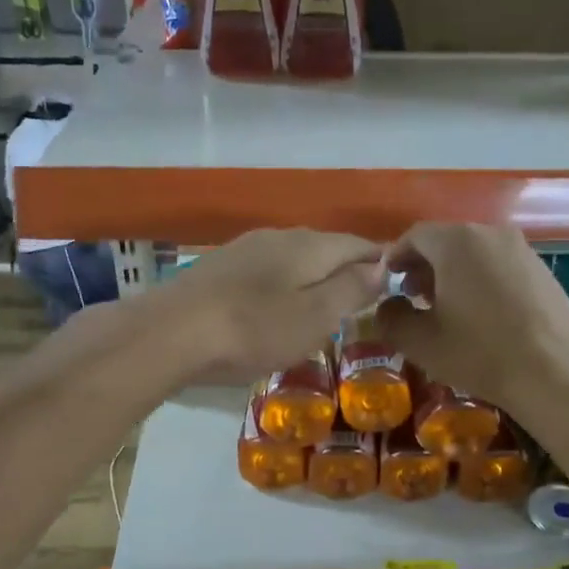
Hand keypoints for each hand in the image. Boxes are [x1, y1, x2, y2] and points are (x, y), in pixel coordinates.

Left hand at [148, 228, 386, 383]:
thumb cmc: (253, 329)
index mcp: (310, 245)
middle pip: (326, 248)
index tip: (397, 284)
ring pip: (294, 259)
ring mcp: (245, 249)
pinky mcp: (219, 268)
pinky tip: (275, 309)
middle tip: (363, 302)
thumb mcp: (314, 317)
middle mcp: (280, 236)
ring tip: (323, 308)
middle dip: (347, 270)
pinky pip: (266, 272)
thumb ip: (351, 290)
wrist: (171, 332)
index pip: (360, 244)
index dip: (382, 262)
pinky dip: (283, 287)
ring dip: (313, 279)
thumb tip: (383, 267)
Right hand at [377, 223, 568, 415]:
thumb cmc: (479, 353)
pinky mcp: (543, 270)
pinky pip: (500, 266)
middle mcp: (491, 234)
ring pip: (475, 252)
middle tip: (413, 297)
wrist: (553, 373)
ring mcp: (522, 250)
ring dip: (454, 273)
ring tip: (447, 308)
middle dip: (425, 265)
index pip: (415, 235)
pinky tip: (482, 315)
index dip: (396, 257)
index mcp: (457, 242)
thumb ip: (391, 318)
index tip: (387, 282)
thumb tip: (386, 307)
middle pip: (447, 240)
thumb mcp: (421, 342)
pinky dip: (482, 280)